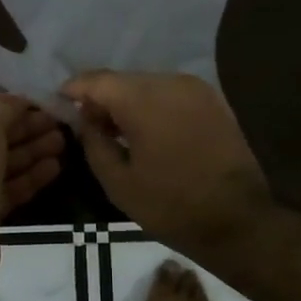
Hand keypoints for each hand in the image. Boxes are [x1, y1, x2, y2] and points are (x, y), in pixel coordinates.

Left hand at [0, 95, 64, 291]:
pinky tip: (55, 167)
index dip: (5, 103)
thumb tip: (20, 103)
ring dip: (32, 151)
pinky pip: (8, 188)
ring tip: (63, 142)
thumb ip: (3, 109)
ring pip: (1, 162)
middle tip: (58, 122)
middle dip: (24, 128)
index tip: (38, 102)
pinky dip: (30, 177)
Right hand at [61, 71, 274, 261]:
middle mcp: (169, 82)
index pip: (96, 80)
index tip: (60, 103)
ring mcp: (195, 88)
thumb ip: (94, 143)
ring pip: (147, 84)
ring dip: (128, 101)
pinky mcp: (213, 100)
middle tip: (89, 124)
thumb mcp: (118, 183)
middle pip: (123, 79)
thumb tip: (85, 121)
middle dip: (102, 97)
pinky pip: (171, 93)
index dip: (74, 89)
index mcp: (143, 100)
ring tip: (119, 131)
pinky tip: (149, 131)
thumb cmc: (172, 206)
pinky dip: (153, 105)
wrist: (240, 221)